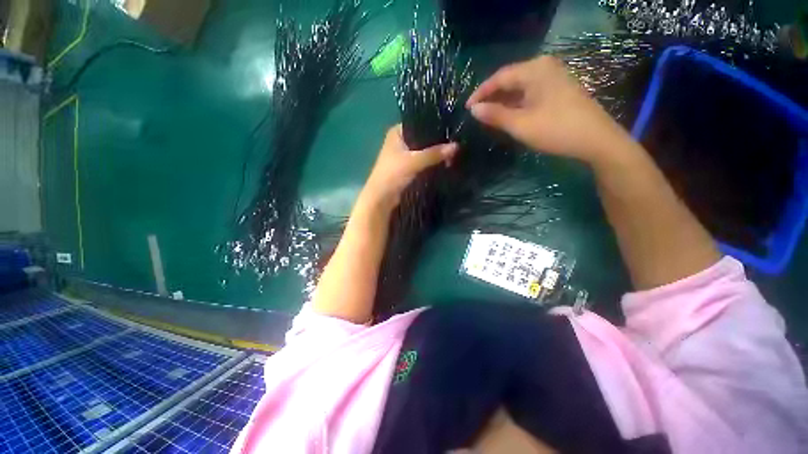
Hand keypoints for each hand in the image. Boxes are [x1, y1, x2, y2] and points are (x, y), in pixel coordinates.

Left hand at [360, 124, 457, 208]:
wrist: (382, 198)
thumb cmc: (393, 174)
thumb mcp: (414, 161)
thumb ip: (434, 153)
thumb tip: (457, 146)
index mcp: (397, 132)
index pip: (420, 122)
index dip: (435, 126)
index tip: (452, 128)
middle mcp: (400, 141)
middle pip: (423, 138)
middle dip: (438, 142)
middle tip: (456, 143)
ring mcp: (404, 155)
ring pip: (424, 151)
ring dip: (436, 154)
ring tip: (454, 153)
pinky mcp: (408, 168)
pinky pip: (423, 162)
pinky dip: (432, 163)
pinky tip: (445, 162)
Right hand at [466, 56, 630, 165]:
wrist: (596, 140)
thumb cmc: (556, 130)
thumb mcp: (520, 124)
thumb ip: (495, 115)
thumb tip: (473, 110)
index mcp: (534, 70)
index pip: (499, 77)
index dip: (481, 93)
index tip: (467, 108)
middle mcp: (544, 67)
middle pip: (510, 80)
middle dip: (491, 97)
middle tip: (476, 114)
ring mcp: (553, 77)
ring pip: (519, 87)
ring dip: (503, 101)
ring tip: (488, 116)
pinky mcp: (558, 89)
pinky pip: (530, 93)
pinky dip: (516, 104)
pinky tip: (507, 115)